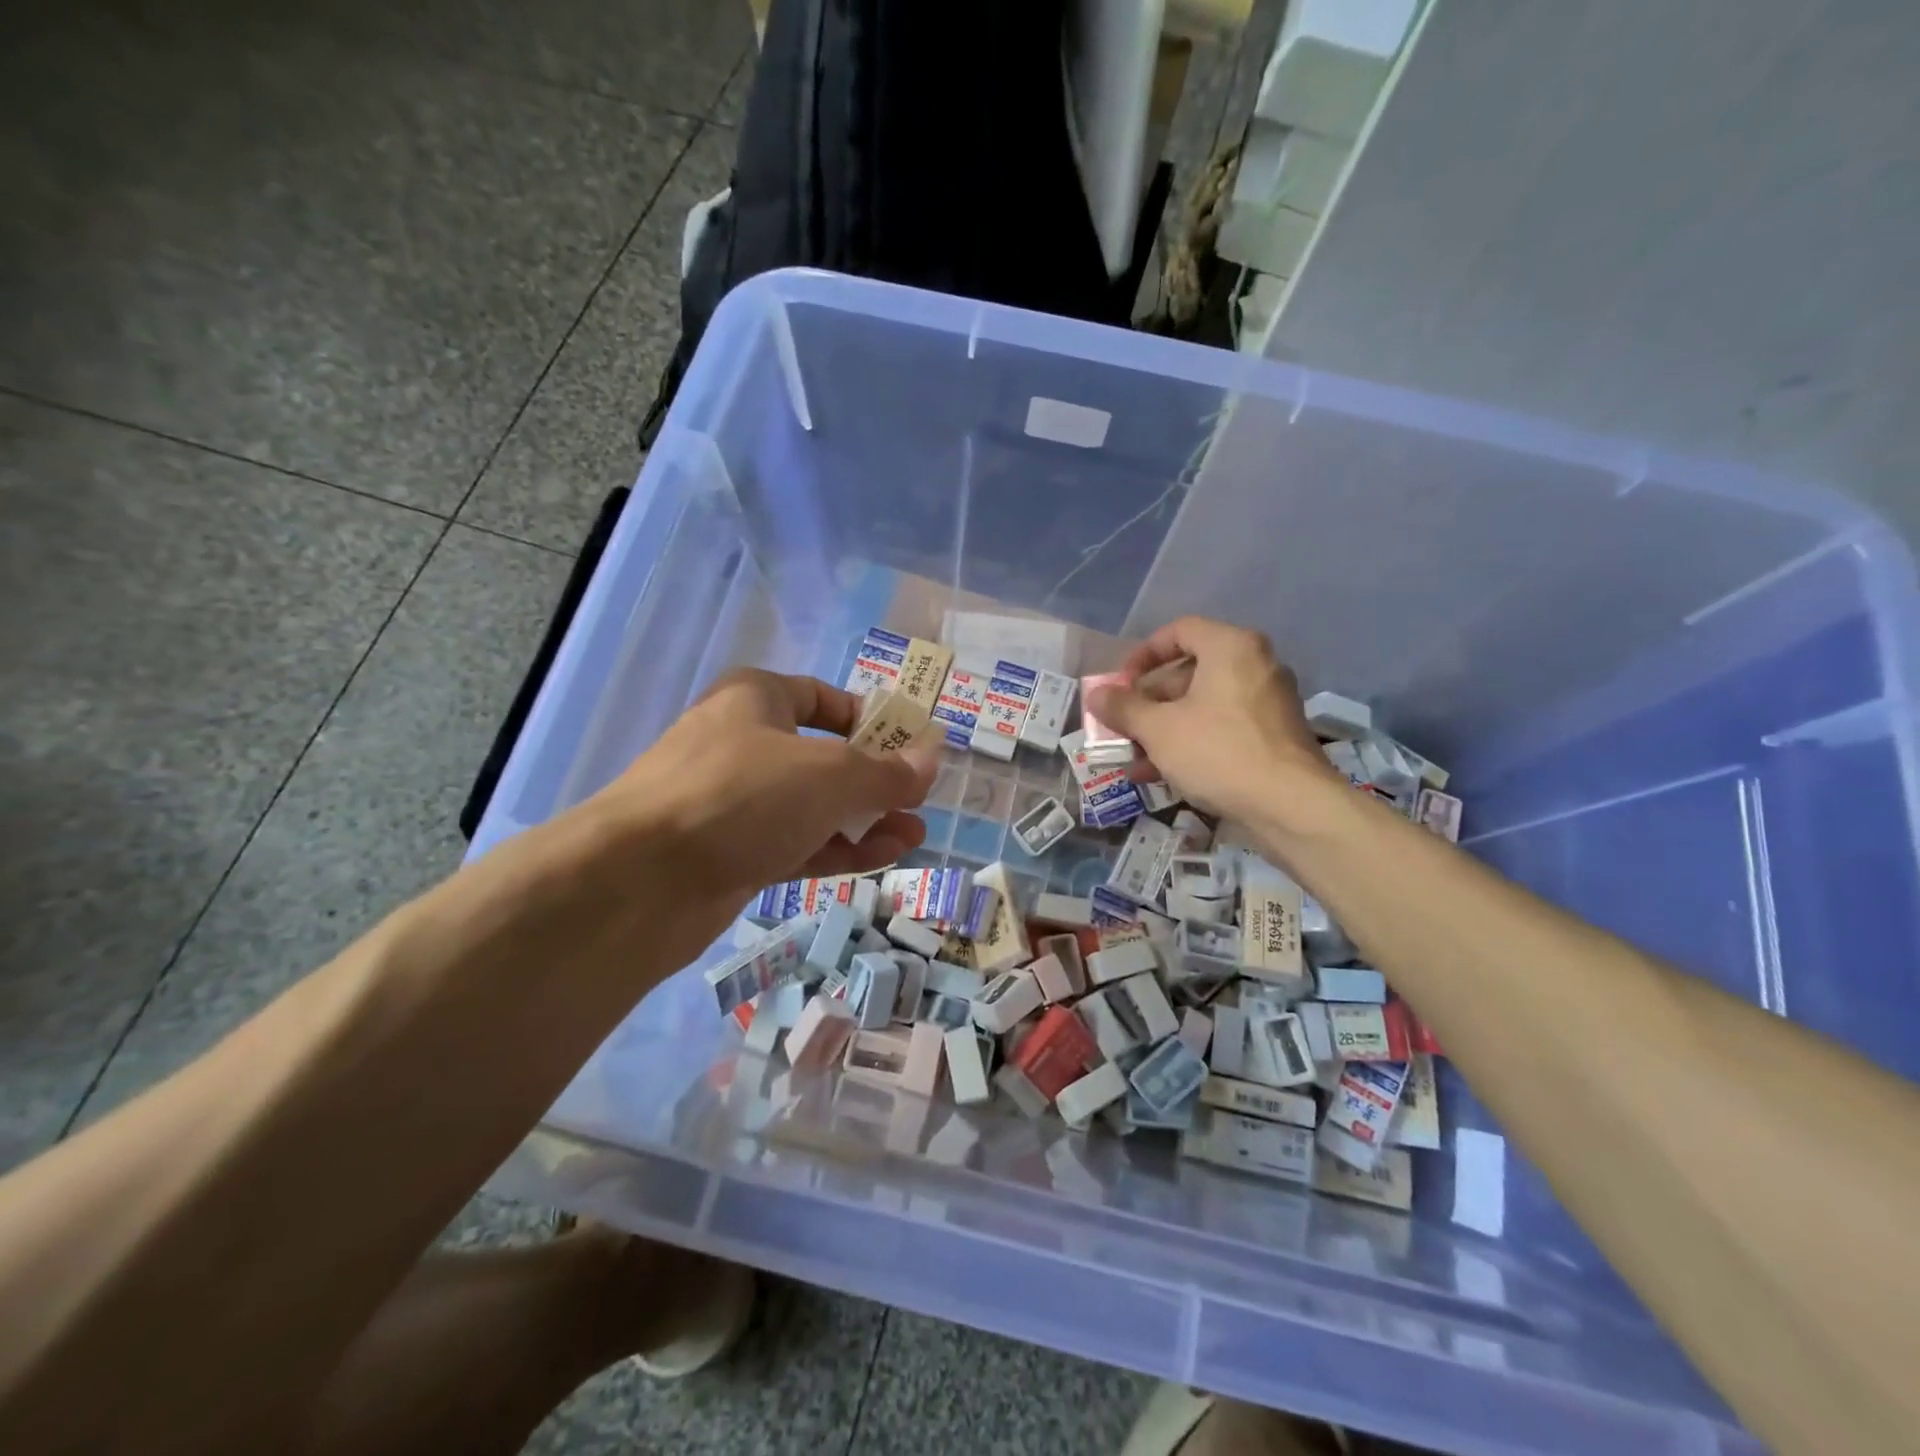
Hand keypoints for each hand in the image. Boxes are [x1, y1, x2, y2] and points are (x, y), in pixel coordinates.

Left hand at [591, 669, 936, 902]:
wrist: (638, 881)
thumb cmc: (742, 797)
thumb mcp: (830, 775)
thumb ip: (887, 770)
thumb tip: (933, 757)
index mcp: (756, 699)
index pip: (823, 697)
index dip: (870, 719)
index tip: (908, 746)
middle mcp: (743, 743)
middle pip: (822, 756)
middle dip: (875, 780)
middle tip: (918, 802)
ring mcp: (733, 802)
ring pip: (811, 806)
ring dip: (864, 819)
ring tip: (913, 836)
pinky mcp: (729, 853)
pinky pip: (795, 842)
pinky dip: (837, 848)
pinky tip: (882, 857)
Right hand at [1084, 617, 1337, 822]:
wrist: (1290, 806)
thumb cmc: (1218, 751)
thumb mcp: (1158, 729)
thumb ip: (1123, 708)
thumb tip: (1096, 695)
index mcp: (1231, 648)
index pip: (1179, 631)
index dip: (1143, 655)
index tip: (1121, 684)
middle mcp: (1255, 666)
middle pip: (1189, 672)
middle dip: (1148, 702)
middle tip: (1122, 726)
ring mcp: (1268, 702)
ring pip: (1203, 706)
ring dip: (1163, 729)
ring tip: (1133, 758)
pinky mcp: (1274, 737)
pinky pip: (1222, 728)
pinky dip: (1191, 743)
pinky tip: (1161, 774)